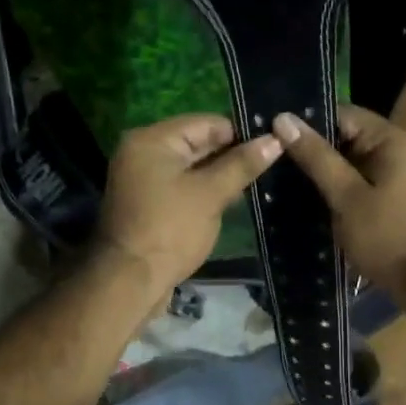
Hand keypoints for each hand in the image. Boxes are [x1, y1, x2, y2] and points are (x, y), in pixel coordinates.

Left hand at [96, 114, 282, 296]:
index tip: (273, 144)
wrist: (131, 281)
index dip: (240, 133)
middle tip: (271, 163)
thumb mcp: (210, 194)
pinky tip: (231, 199)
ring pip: (191, 168)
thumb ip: (242, 165)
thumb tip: (275, 139)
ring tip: (259, 180)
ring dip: (219, 175)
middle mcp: (142, 153)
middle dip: (231, 155)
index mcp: (152, 140)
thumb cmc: (171, 230)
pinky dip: (203, 191)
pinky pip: (181, 187)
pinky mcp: (148, 204)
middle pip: (196, 144)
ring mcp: (142, 180)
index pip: (205, 123)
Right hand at [273, 105, 405, 291]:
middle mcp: (396, 151)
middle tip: (268, 160)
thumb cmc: (390, 236)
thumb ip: (316, 158)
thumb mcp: (347, 196)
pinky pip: (357, 187)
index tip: (271, 134)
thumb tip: (283, 119)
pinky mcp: (391, 202)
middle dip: (310, 151)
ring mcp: (396, 178)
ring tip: (278, 181)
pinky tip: (305, 204)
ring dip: (320, 175)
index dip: (306, 122)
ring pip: (349, 166)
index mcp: (390, 140)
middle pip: (345, 139)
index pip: (341, 114)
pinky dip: (335, 193)